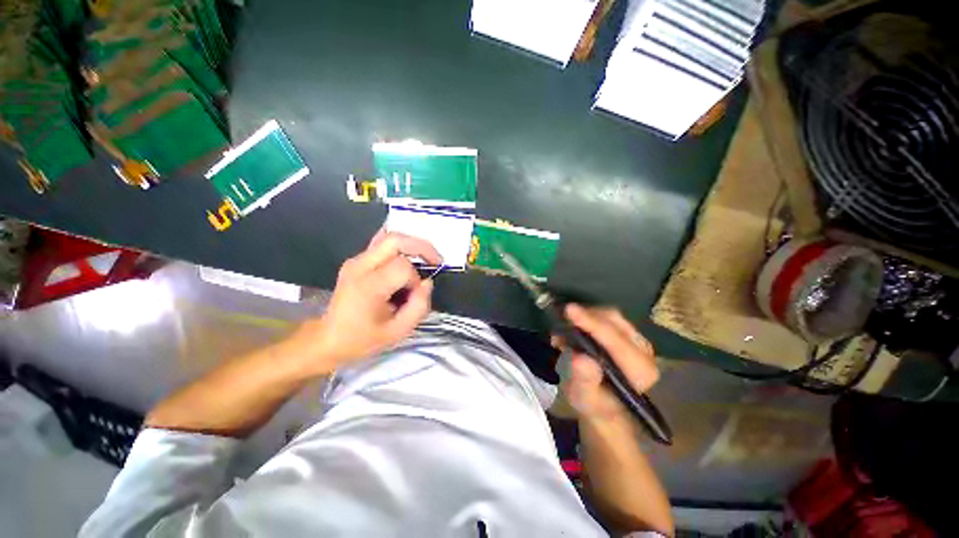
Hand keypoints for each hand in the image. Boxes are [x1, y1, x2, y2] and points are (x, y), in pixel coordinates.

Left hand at [297, 230, 441, 373]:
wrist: (327, 339)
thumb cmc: (362, 339)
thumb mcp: (398, 332)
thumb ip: (419, 306)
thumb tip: (427, 282)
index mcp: (368, 286)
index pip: (403, 267)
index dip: (415, 279)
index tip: (413, 295)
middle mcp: (360, 266)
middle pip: (396, 240)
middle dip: (421, 247)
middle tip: (435, 261)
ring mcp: (356, 260)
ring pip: (390, 237)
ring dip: (412, 246)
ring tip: (425, 259)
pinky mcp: (356, 260)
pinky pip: (382, 243)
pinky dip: (400, 246)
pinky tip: (408, 255)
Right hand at [555, 304, 659, 422]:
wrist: (605, 406)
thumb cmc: (594, 404)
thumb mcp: (584, 398)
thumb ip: (585, 380)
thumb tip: (580, 357)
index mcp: (639, 371)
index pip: (615, 340)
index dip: (591, 323)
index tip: (569, 310)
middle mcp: (644, 352)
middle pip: (614, 321)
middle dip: (587, 316)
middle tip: (563, 318)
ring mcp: (637, 341)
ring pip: (611, 316)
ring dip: (586, 316)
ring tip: (566, 326)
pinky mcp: (628, 335)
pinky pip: (608, 318)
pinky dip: (589, 317)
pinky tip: (575, 326)